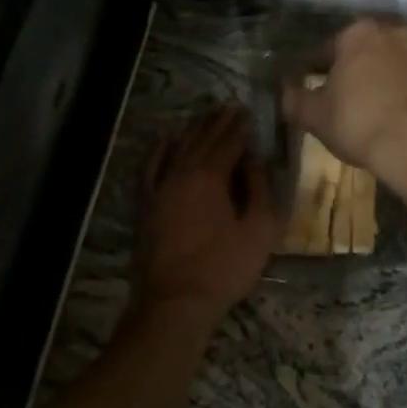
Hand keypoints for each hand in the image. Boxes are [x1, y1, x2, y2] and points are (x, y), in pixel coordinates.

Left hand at [133, 104, 279, 325]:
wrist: (174, 301)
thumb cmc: (224, 268)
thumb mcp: (260, 230)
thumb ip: (260, 188)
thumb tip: (254, 159)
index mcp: (211, 176)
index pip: (229, 141)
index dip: (241, 126)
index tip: (250, 112)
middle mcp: (182, 171)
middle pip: (203, 137)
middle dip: (219, 120)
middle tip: (231, 106)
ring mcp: (159, 186)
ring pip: (178, 146)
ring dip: (195, 128)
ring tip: (208, 115)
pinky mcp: (146, 202)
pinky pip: (151, 165)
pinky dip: (159, 147)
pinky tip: (166, 136)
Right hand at [281, 19, 406, 189]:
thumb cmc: (360, 123)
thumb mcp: (315, 116)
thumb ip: (295, 100)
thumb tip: (286, 93)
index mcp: (360, 33)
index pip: (328, 48)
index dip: (316, 70)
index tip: (312, 91)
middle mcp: (396, 33)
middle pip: (366, 52)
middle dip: (355, 71)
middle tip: (344, 100)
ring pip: (396, 65)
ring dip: (385, 81)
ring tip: (375, 112)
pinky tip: (401, 121)